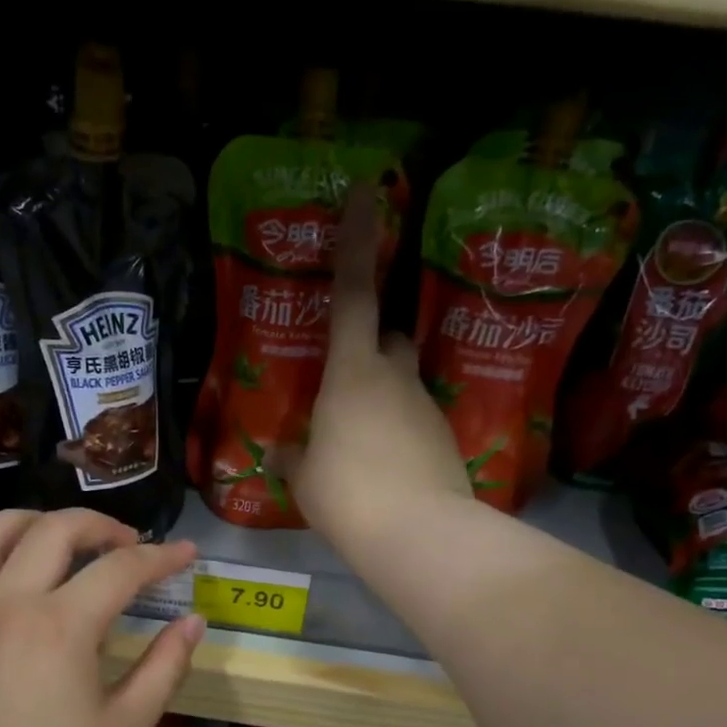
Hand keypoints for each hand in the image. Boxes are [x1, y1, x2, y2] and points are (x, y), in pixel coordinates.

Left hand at [0, 509, 205, 726]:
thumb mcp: (127, 725)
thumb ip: (166, 666)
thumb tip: (193, 620)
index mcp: (61, 627)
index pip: (121, 568)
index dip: (162, 556)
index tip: (186, 554)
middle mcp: (9, 601)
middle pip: (58, 529)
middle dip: (103, 525)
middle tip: (128, 545)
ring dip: (39, 518)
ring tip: (65, 534)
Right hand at [285, 181, 470, 551]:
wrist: (417, 534)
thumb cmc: (346, 494)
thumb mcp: (305, 478)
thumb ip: (293, 458)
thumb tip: (280, 453)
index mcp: (352, 372)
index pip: (352, 294)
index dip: (356, 241)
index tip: (366, 192)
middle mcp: (395, 377)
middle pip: (390, 338)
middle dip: (372, 347)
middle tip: (347, 380)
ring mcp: (425, 407)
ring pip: (403, 383)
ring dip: (383, 398)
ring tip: (360, 444)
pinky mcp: (445, 439)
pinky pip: (415, 422)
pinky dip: (399, 434)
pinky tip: (385, 470)